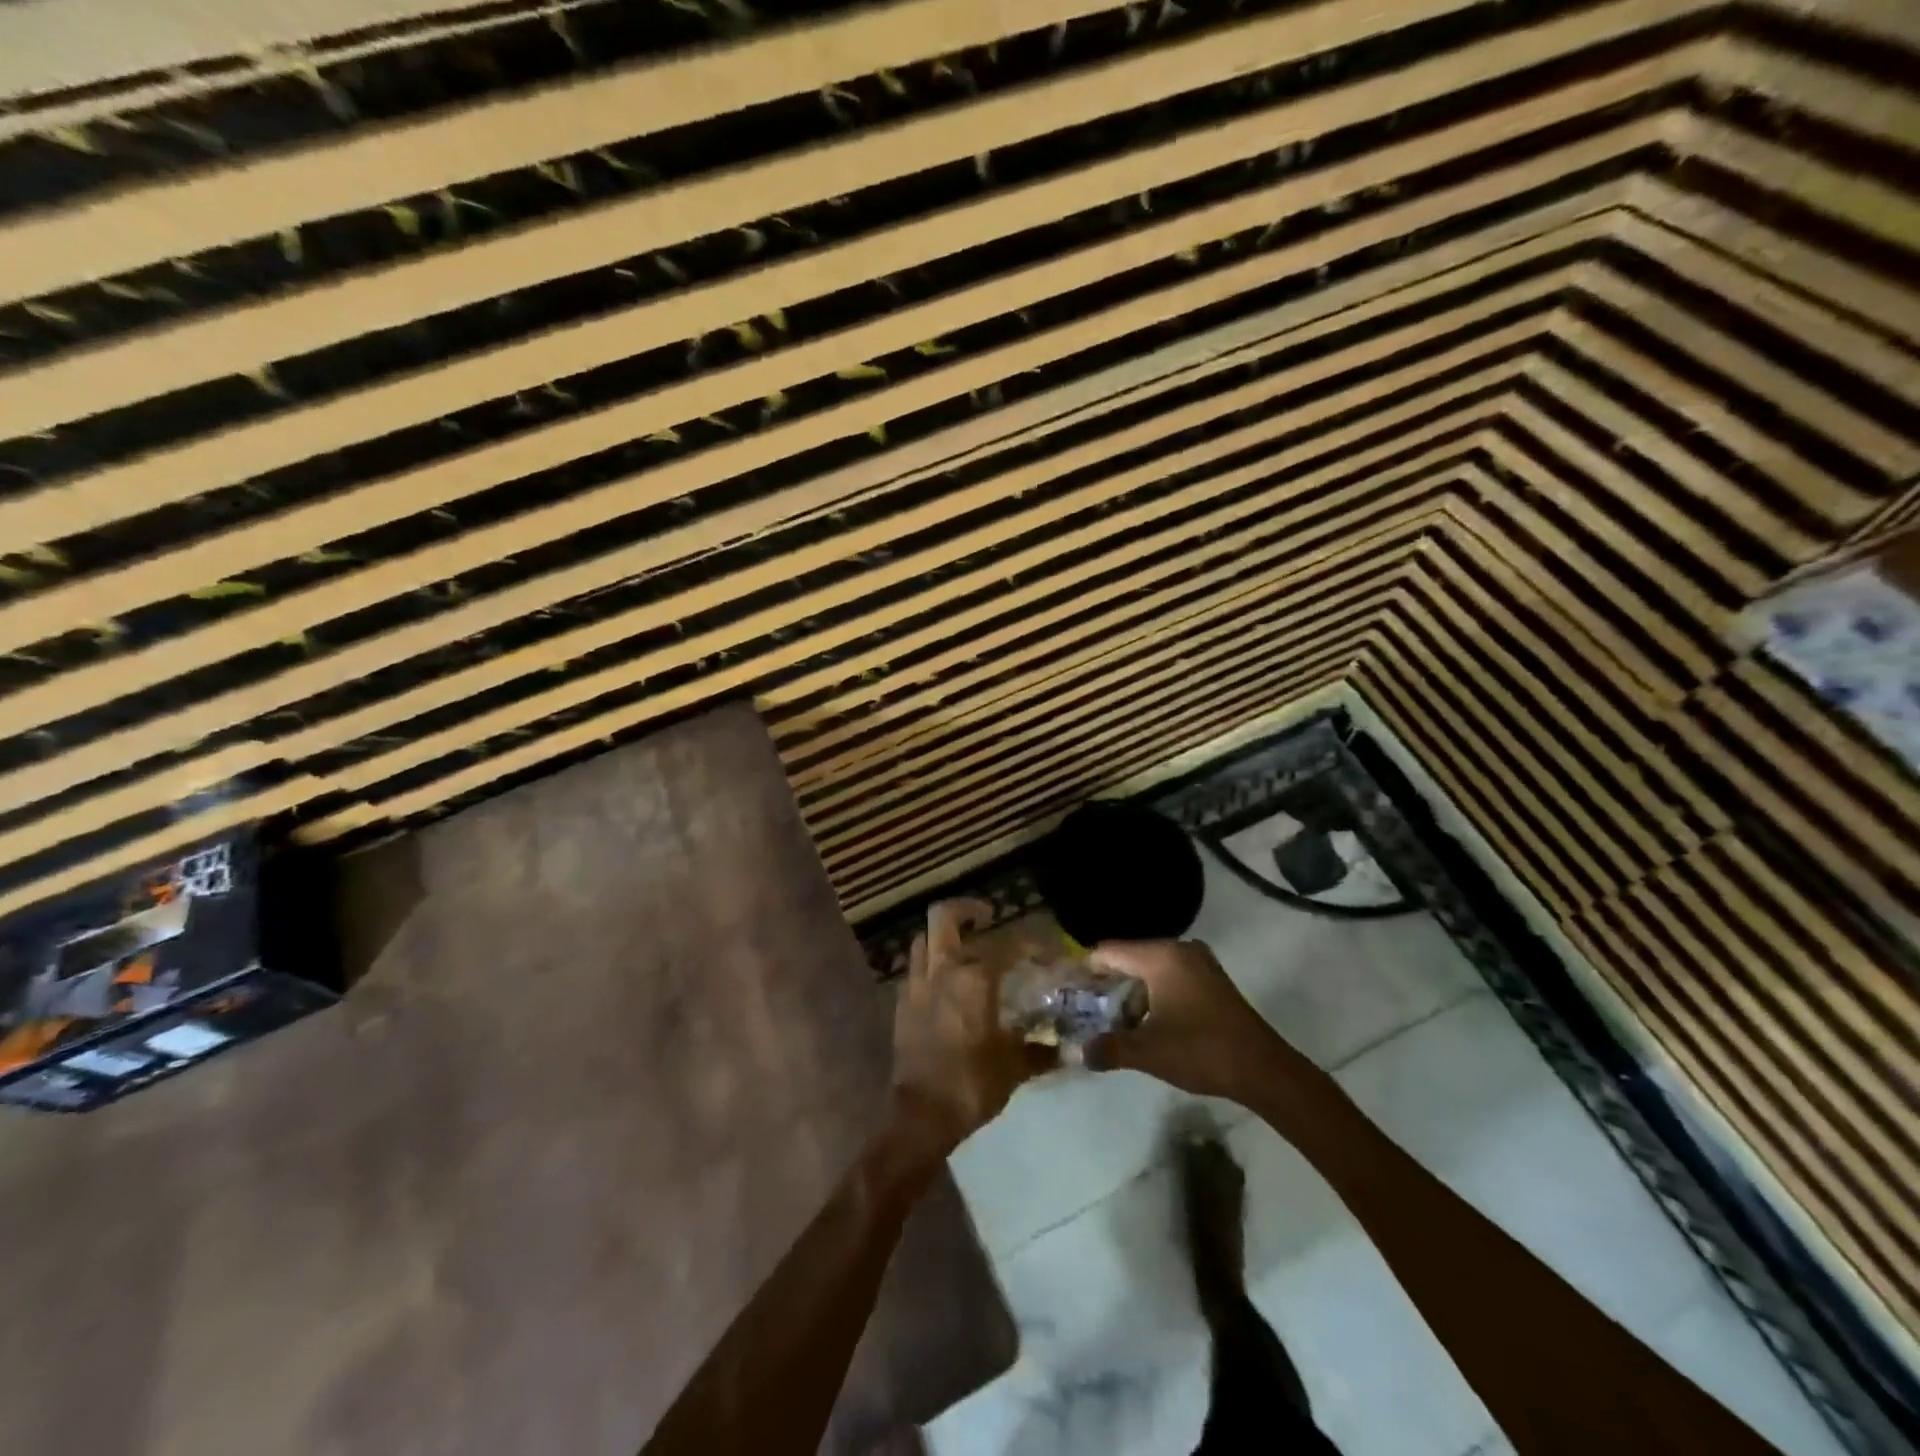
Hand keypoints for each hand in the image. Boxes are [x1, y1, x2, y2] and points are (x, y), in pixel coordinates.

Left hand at [890, 899, 1056, 1153]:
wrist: (920, 1115)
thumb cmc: (971, 1085)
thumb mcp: (1014, 1067)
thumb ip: (1040, 1050)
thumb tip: (1066, 1049)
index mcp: (974, 978)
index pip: (1007, 943)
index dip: (1032, 942)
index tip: (1048, 950)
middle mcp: (942, 970)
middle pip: (944, 917)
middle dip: (966, 909)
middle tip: (987, 917)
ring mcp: (917, 984)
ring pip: (924, 938)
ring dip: (944, 936)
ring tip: (965, 947)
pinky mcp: (902, 1003)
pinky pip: (915, 968)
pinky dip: (931, 965)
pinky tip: (946, 983)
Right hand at [1084, 939, 1324, 1107]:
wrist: (1263, 1069)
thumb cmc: (1200, 1051)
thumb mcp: (1148, 1052)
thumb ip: (1109, 1049)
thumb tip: (1079, 1054)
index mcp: (1160, 957)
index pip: (1110, 952)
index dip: (1086, 969)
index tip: (1068, 988)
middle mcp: (1179, 950)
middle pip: (1130, 958)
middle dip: (1108, 984)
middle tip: (1085, 1007)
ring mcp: (1199, 963)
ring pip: (1151, 970)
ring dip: (1132, 993)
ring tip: (1114, 1022)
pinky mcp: (1212, 980)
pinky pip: (1170, 977)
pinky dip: (1154, 994)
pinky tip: (1147, 1021)